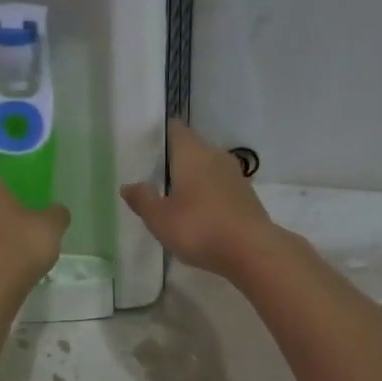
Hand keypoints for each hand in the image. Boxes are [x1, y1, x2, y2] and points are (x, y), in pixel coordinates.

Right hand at [121, 120, 277, 278]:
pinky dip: (207, 195)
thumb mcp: (159, 218)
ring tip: (173, 199)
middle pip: (191, 148)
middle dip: (173, 161)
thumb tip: (129, 185)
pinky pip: (220, 187)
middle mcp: (216, 156)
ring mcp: (235, 175)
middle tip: (152, 178)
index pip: (174, 129)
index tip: (144, 148)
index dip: (158, 135)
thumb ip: (143, 199)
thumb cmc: (199, 228)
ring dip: (192, 179)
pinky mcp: (246, 196)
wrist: (252, 251)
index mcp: (192, 152)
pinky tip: (198, 215)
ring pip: (207, 168)